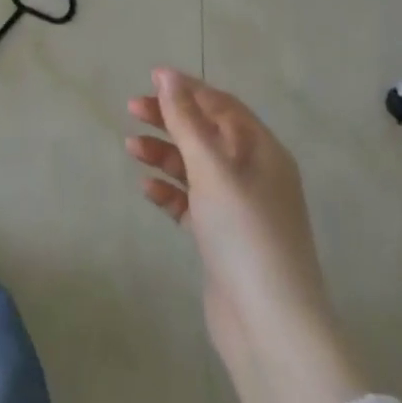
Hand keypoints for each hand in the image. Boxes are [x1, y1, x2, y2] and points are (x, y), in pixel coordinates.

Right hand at [126, 67, 366, 402]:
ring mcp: (239, 208)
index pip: (221, 105)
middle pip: (206, 132)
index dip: (187, 89)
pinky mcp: (222, 237)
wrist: (270, 327)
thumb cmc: (245, 234)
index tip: (149, 79)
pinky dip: (169, 190)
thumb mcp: (212, 168)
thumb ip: (186, 120)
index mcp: (262, 151)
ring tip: (131, 149)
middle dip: (170, 119)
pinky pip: (191, 201)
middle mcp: (254, 174)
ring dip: (164, 153)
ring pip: (195, 166)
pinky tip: (147, 189)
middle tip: (131, 110)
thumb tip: (167, 75)